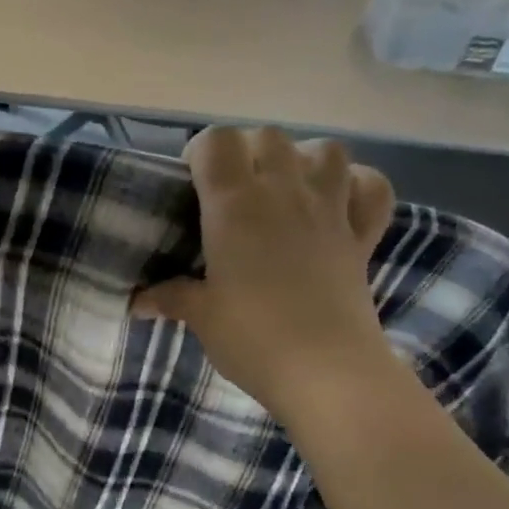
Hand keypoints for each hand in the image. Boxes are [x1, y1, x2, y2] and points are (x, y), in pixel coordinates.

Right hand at [133, 127, 396, 426]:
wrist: (326, 372)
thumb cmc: (253, 338)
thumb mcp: (201, 316)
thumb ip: (170, 297)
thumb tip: (137, 302)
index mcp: (235, 204)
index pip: (216, 141)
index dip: (201, 153)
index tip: (193, 183)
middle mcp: (284, 191)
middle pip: (267, 136)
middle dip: (247, 152)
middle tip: (233, 192)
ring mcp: (330, 209)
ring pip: (325, 150)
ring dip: (303, 159)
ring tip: (286, 189)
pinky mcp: (362, 235)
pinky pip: (371, 187)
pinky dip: (357, 186)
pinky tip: (339, 203)